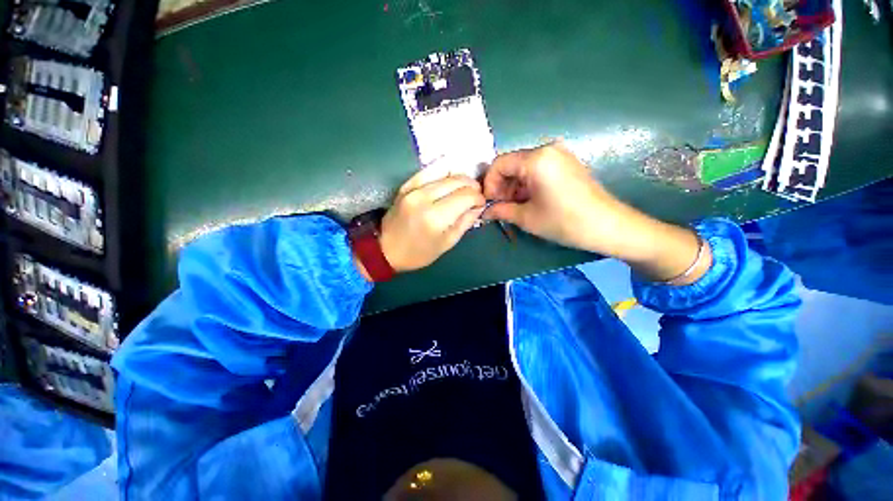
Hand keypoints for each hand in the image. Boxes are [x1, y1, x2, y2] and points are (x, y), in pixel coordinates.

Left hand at [376, 171, 485, 273]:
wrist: (386, 249)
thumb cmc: (419, 253)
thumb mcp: (447, 243)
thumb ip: (465, 221)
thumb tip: (478, 205)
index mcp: (436, 217)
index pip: (466, 196)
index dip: (478, 198)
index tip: (481, 203)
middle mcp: (424, 198)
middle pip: (457, 181)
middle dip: (472, 186)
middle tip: (475, 195)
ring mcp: (413, 189)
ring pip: (445, 172)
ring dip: (459, 179)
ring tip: (464, 188)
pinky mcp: (406, 185)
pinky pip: (429, 171)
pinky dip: (443, 173)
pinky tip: (449, 181)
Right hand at [482, 142, 710, 283]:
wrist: (608, 226)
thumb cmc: (565, 222)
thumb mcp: (527, 218)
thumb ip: (501, 210)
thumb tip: (485, 211)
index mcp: (536, 158)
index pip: (499, 164)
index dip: (489, 183)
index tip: (488, 202)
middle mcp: (547, 148)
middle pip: (511, 163)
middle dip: (501, 186)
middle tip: (500, 207)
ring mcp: (559, 154)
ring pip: (524, 167)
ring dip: (514, 186)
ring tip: (513, 207)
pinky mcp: (567, 162)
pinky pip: (538, 168)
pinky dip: (527, 183)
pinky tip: (528, 200)